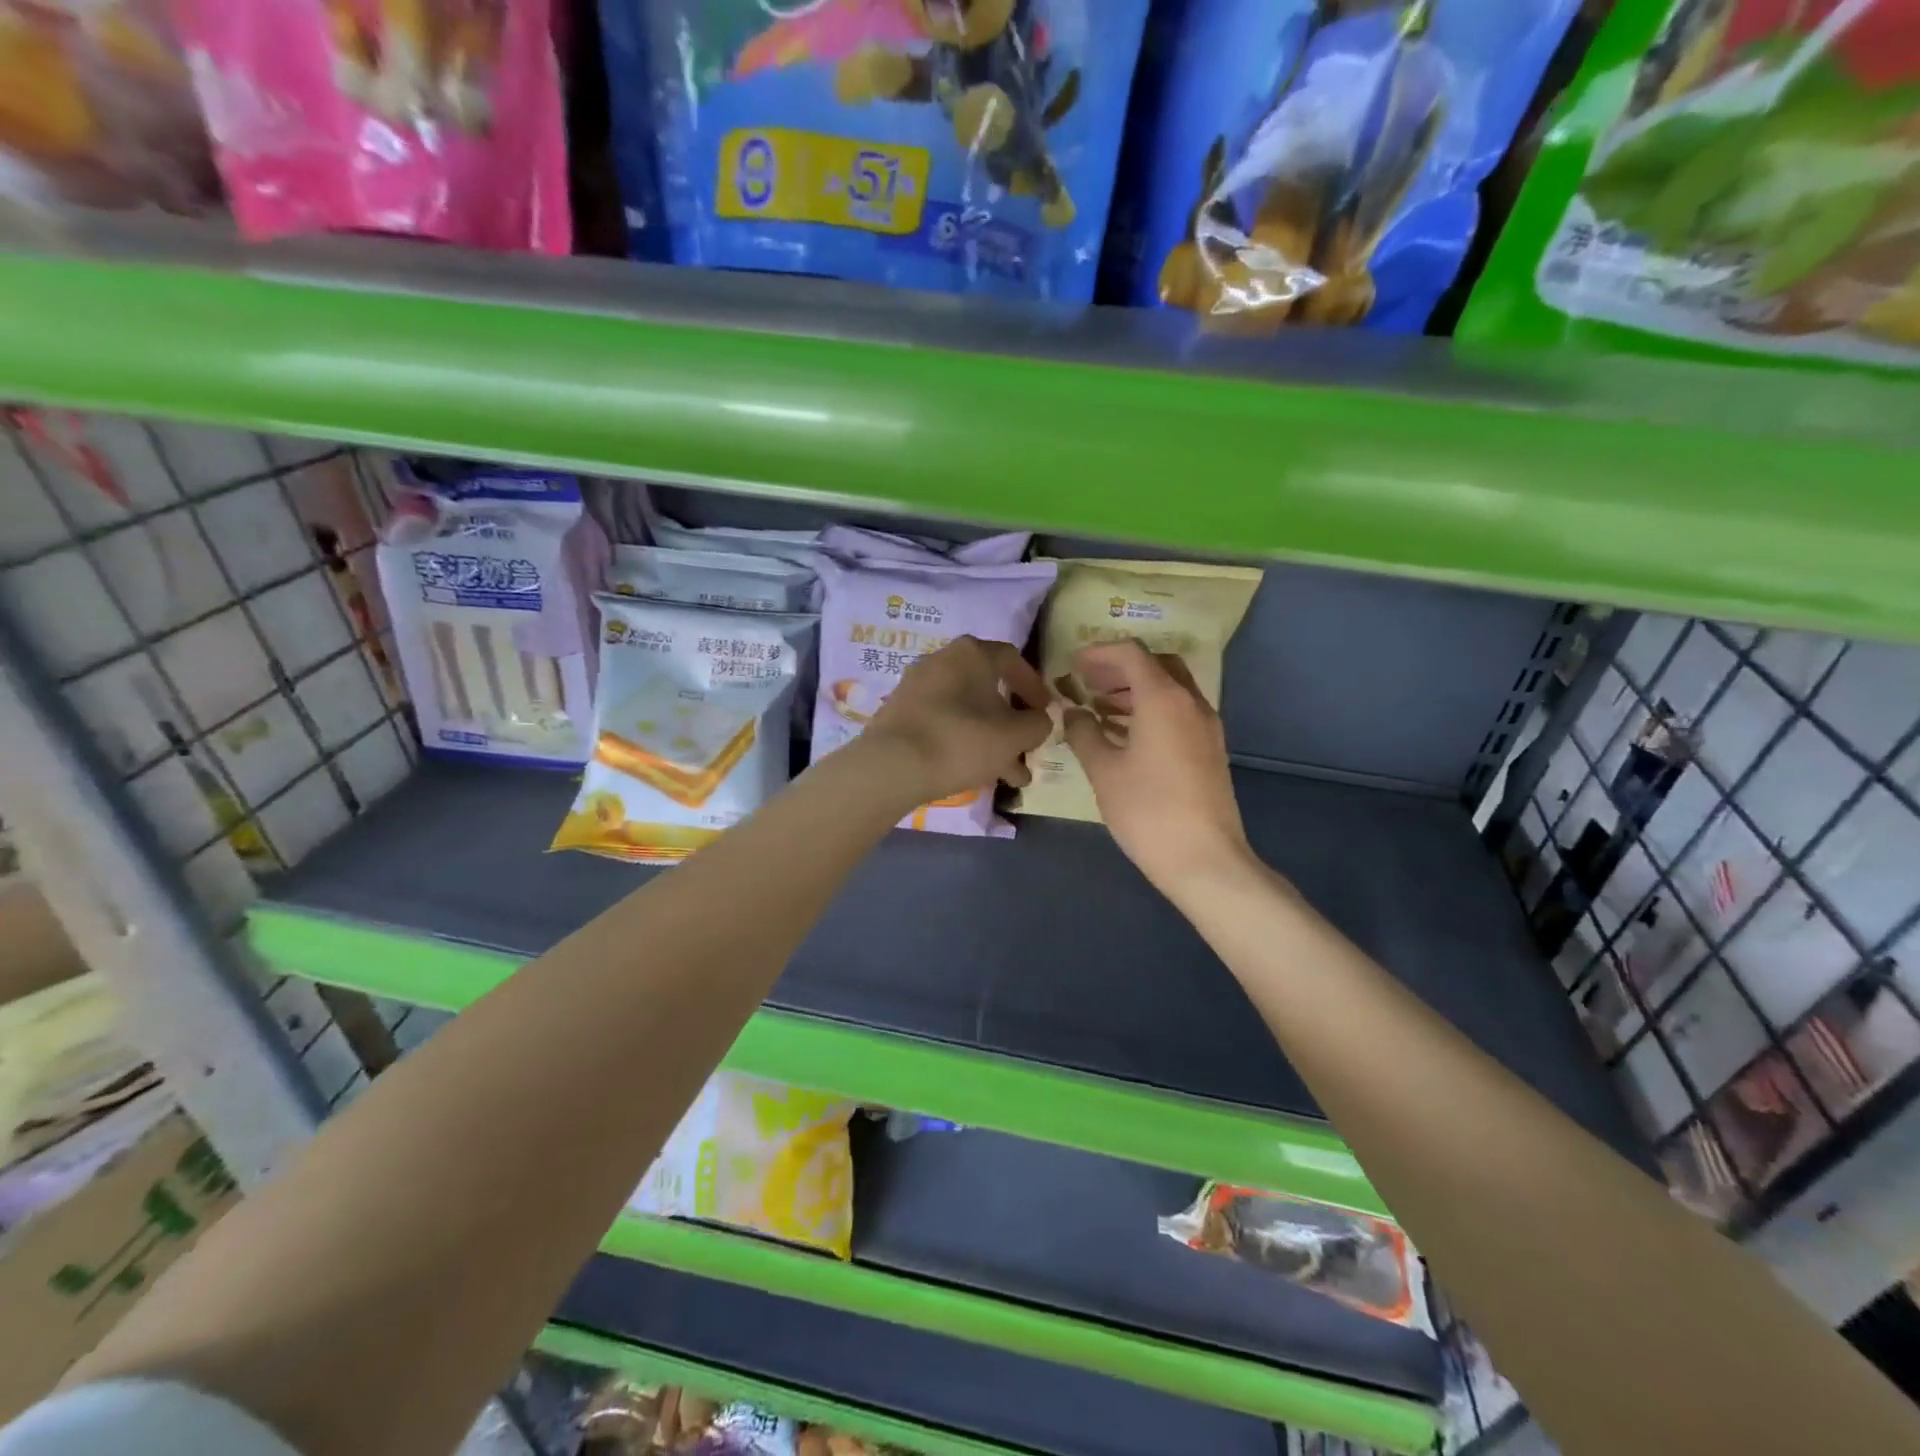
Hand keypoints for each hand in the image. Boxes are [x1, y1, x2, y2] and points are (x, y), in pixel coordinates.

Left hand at [861, 636, 1052, 811]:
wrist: (892, 766)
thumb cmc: (962, 740)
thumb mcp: (1015, 736)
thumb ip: (1038, 724)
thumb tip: (1040, 719)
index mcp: (971, 653)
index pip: (1013, 660)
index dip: (1035, 687)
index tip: (1046, 712)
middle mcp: (942, 660)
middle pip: (988, 689)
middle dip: (1012, 723)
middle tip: (1028, 749)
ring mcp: (917, 686)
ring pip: (967, 711)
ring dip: (992, 740)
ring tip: (1010, 776)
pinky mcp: (900, 713)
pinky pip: (943, 722)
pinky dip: (963, 742)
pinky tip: (976, 774)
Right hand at [1063, 640, 1251, 897]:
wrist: (1204, 859)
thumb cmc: (1147, 810)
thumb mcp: (1103, 770)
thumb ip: (1084, 733)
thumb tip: (1073, 712)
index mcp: (1163, 698)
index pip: (1131, 653)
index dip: (1099, 653)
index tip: (1073, 665)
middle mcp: (1190, 702)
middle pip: (1156, 665)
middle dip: (1120, 668)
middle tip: (1088, 683)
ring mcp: (1206, 725)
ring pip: (1170, 689)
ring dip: (1135, 690)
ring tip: (1100, 708)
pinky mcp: (1210, 748)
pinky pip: (1178, 712)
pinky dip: (1151, 710)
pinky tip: (1125, 734)